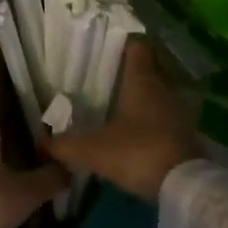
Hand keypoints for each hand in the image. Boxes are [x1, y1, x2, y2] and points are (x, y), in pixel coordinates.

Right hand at [45, 42, 199, 201]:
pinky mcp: (185, 132)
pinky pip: (166, 114)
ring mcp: (178, 111)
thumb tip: (42, 142)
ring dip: (144, 93)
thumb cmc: (137, 153)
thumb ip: (65, 145)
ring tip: (121, 99)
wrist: (183, 186)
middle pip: (150, 67)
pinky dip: (153, 115)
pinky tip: (138, 127)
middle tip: (109, 72)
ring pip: (159, 91)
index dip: (124, 41)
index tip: (108, 43)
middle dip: (132, 67)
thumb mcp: (93, 150)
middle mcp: (163, 89)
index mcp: (141, 82)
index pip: (137, 47)